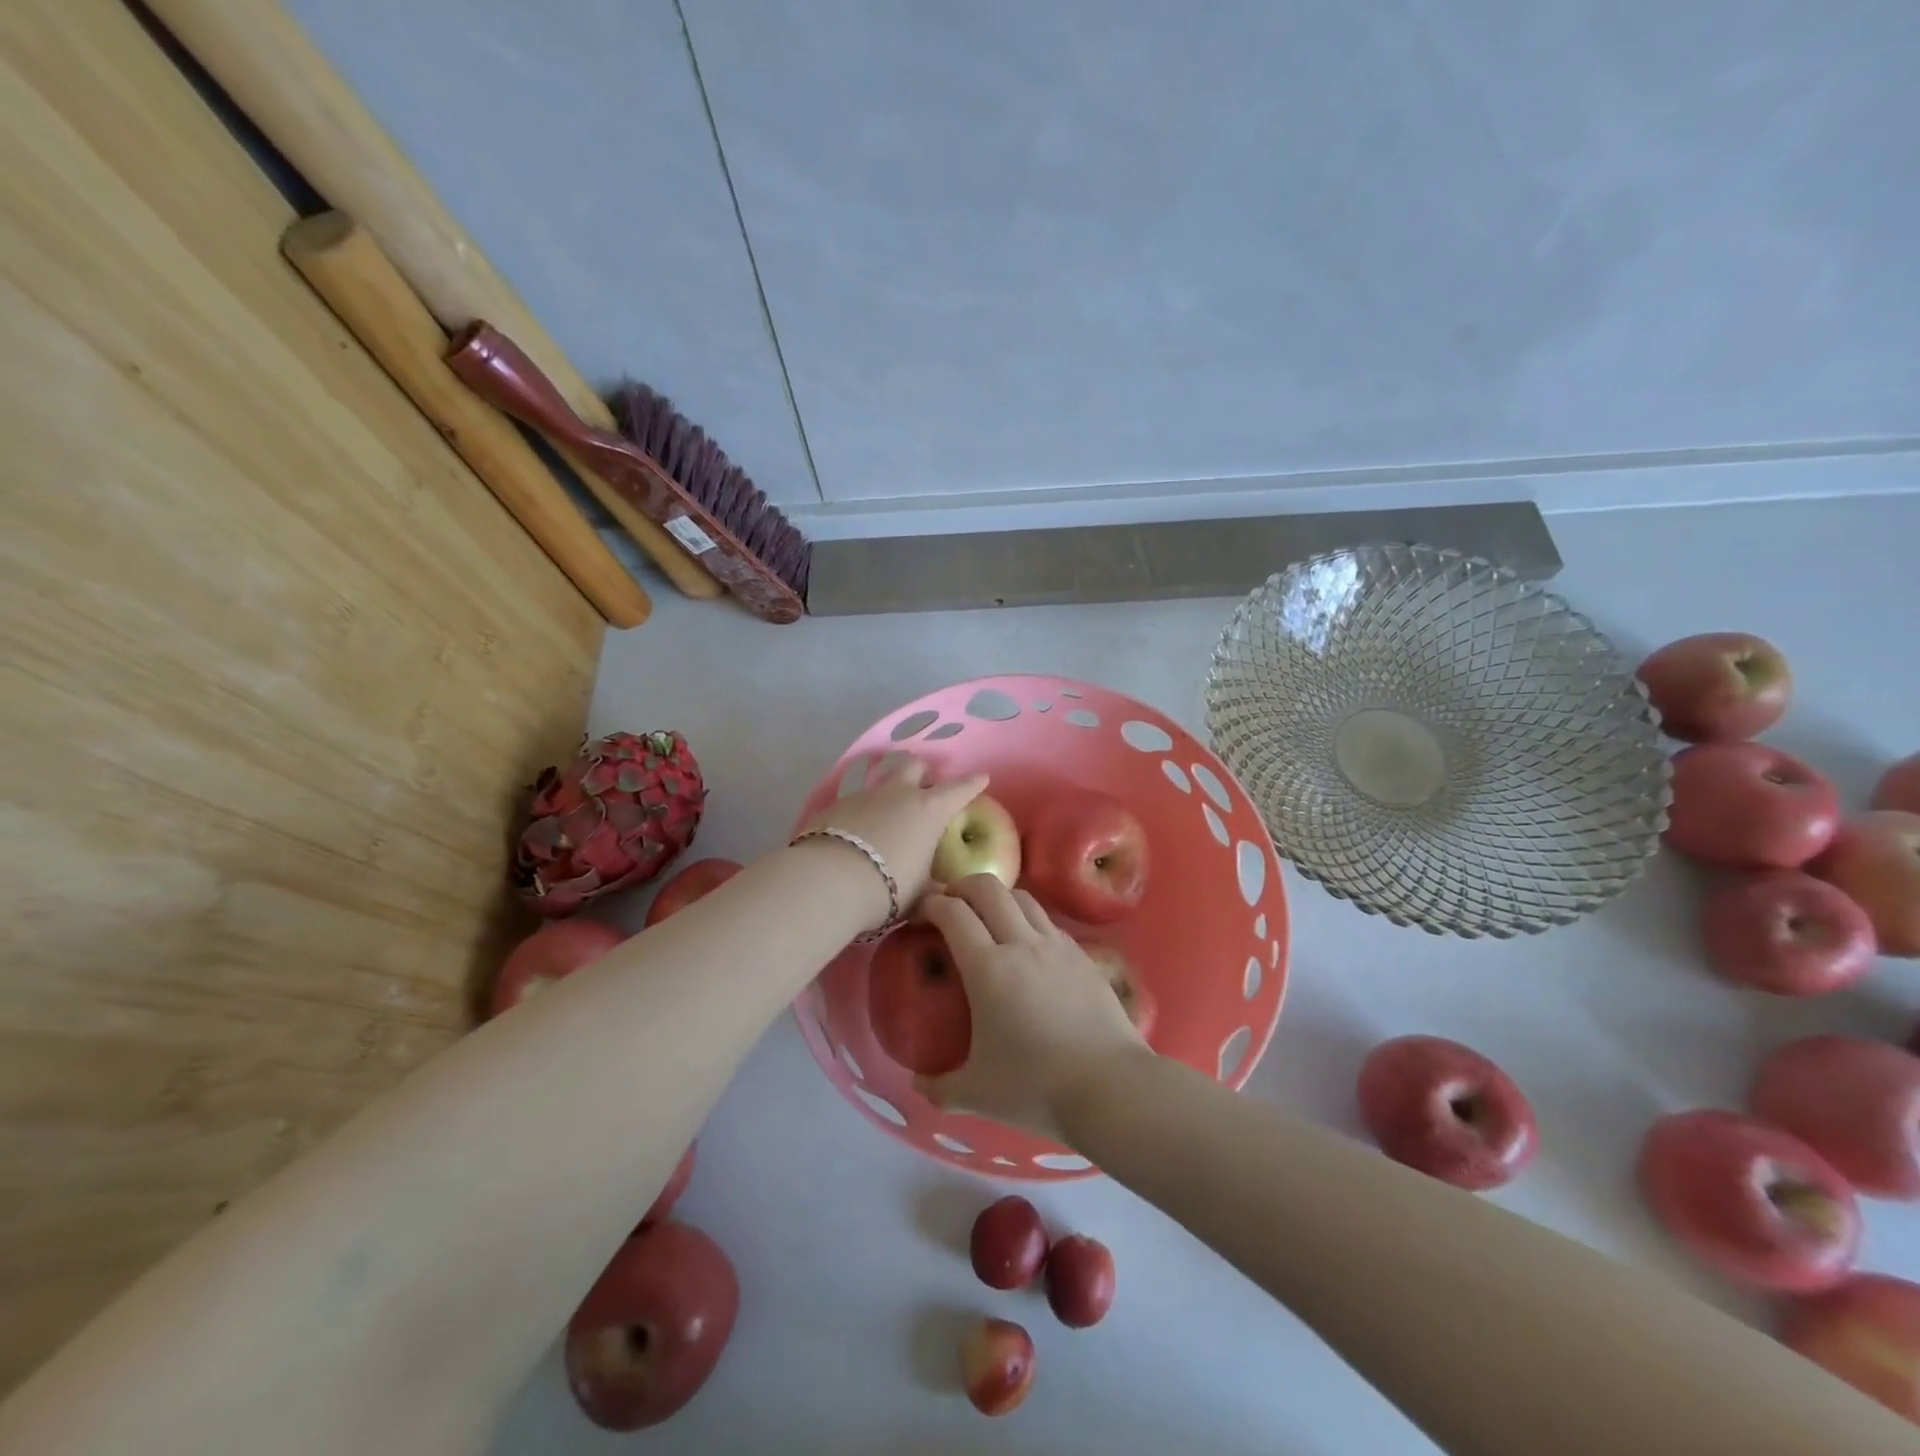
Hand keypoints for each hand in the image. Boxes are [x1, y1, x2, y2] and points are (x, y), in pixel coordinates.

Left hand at [798, 756, 988, 914]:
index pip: (959, 790)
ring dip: (889, 794)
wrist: (829, 881)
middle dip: (923, 773)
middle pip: (915, 765)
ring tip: (887, 816)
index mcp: (929, 810)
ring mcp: (864, 795)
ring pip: (882, 782)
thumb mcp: (920, 895)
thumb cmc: (889, 886)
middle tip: (925, 790)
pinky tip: (857, 833)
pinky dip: (861, 813)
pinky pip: (854, 802)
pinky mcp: (834, 805)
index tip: (981, 778)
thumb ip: (935, 891)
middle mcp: (898, 793)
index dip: (972, 784)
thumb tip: (945, 898)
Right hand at [915, 876, 1147, 1141]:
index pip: (953, 913)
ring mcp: (1057, 946)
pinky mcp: (1083, 956)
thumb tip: (918, 1085)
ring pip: (1022, 897)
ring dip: (997, 897)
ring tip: (987, 917)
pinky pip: (1048, 921)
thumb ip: (940, 1088)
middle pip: (988, 888)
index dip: (930, 904)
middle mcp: (1021, 944)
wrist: (1112, 1086)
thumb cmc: (1038, 1088)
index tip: (919, 914)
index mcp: (988, 968)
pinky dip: (1028, 919)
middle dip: (961, 886)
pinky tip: (1027, 946)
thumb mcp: (978, 1094)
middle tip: (949, 904)